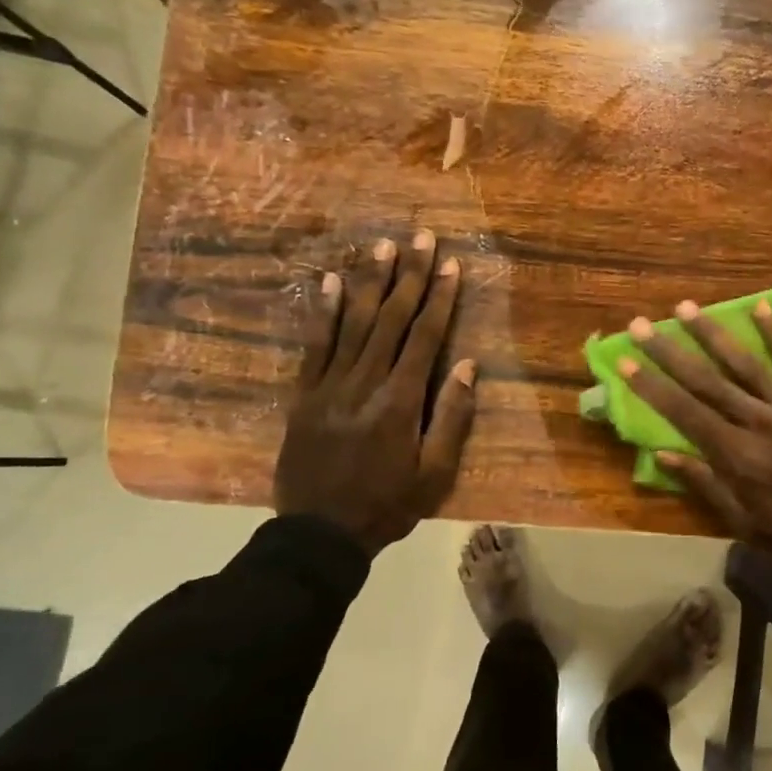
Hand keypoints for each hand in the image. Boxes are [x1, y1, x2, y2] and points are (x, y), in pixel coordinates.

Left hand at [275, 232, 477, 554]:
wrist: (319, 533)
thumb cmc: (387, 505)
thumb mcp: (434, 473)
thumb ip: (451, 417)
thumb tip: (467, 366)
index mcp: (400, 401)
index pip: (425, 337)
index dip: (440, 298)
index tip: (451, 265)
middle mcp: (365, 382)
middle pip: (391, 319)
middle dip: (409, 276)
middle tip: (421, 237)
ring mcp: (329, 385)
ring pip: (353, 322)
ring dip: (370, 281)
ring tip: (383, 246)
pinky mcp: (303, 393)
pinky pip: (314, 344)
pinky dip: (323, 311)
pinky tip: (331, 282)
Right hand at [621, 301, 771, 616]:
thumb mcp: (744, 523)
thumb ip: (704, 484)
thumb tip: (662, 454)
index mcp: (737, 455)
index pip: (684, 412)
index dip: (651, 385)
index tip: (625, 359)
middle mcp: (759, 422)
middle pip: (707, 380)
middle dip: (670, 351)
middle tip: (642, 323)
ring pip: (746, 363)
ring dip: (713, 334)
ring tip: (686, 307)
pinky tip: (760, 308)